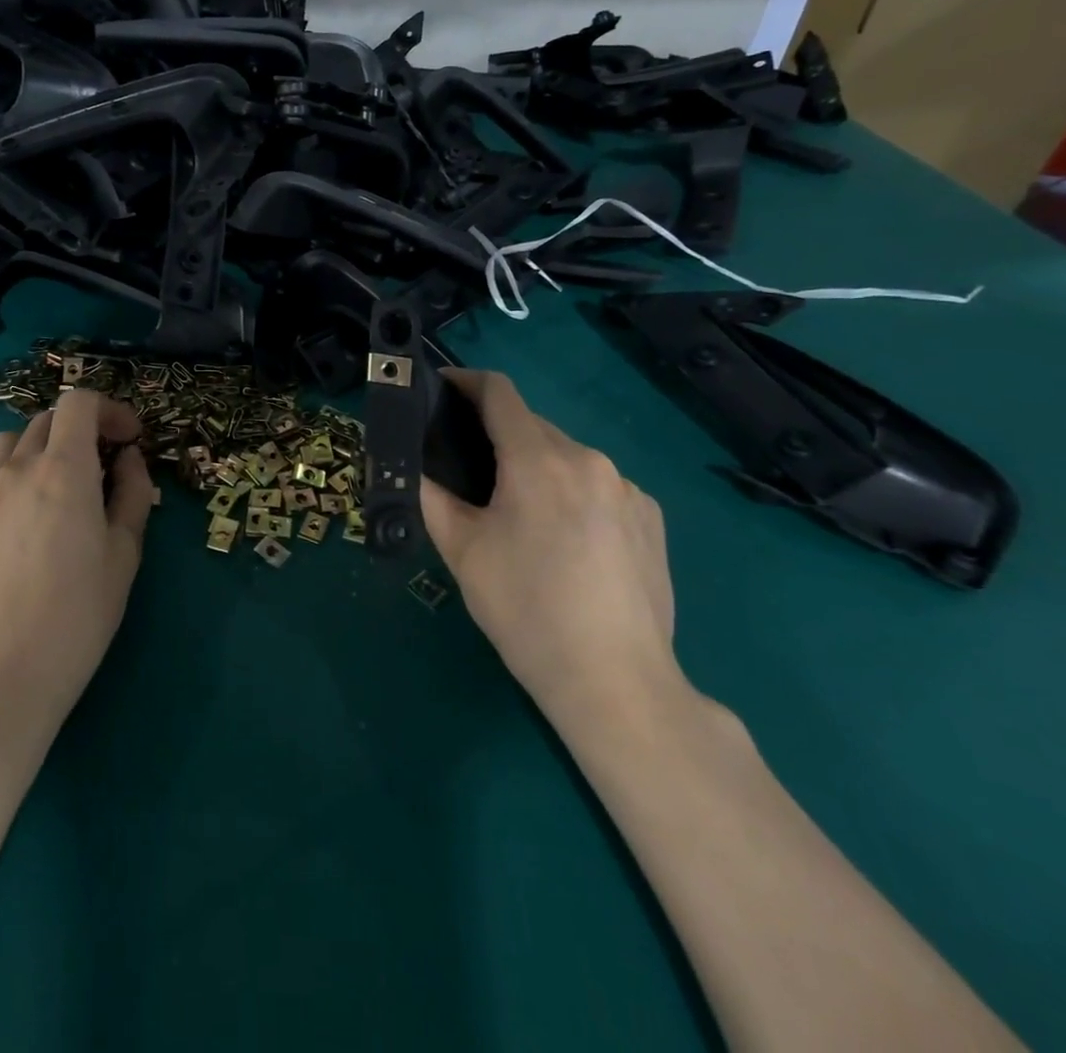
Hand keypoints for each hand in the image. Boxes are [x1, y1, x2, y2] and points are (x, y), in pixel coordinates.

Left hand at [0, 389, 152, 754]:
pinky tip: (16, 509)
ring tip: (55, 485)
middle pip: (47, 419)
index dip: (109, 409)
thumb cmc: (76, 617)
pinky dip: (4, 472)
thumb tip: (127, 459)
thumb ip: (132, 494)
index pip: (79, 402)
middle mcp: (16, 468)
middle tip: (102, 467)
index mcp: (63, 470)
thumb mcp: (124, 555)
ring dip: (40, 448)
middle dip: (81, 430)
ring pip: (9, 442)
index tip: (128, 439)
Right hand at [420, 369, 683, 735]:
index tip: (442, 391)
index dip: (466, 382)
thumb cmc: (526, 611)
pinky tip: (565, 542)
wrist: (616, 683)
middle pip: (532, 426)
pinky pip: (598, 485)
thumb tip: (414, 466)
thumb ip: (432, 496)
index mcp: (538, 460)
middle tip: (470, 475)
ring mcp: (628, 488)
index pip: (499, 392)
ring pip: (566, 457)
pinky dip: (571, 493)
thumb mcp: (462, 552)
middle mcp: (589, 459)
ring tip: (518, 516)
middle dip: (496, 436)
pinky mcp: (651, 518)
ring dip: (535, 466)